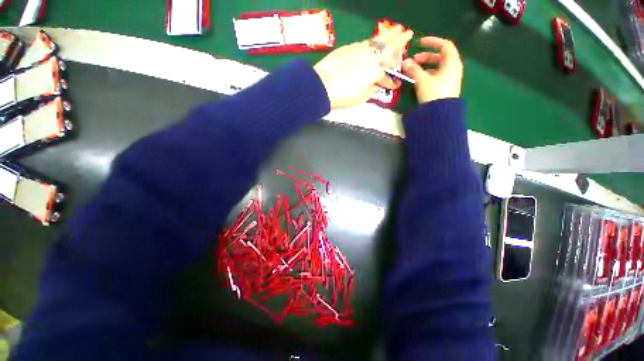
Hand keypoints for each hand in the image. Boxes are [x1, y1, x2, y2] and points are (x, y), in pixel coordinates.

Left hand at [314, 26, 412, 108]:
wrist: (321, 85)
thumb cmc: (343, 95)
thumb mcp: (361, 98)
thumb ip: (372, 89)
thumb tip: (377, 84)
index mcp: (376, 71)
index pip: (386, 77)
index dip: (391, 82)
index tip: (394, 86)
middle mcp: (371, 56)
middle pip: (389, 47)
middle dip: (400, 41)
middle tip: (408, 33)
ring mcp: (360, 49)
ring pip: (378, 40)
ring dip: (389, 35)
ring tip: (397, 30)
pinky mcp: (349, 47)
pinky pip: (366, 42)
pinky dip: (374, 40)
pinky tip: (376, 41)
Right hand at [402, 37, 462, 103]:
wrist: (440, 114)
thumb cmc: (434, 93)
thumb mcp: (422, 80)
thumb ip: (413, 70)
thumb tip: (405, 62)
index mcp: (451, 62)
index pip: (445, 45)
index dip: (432, 41)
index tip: (420, 43)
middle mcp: (453, 68)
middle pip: (439, 57)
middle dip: (425, 57)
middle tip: (412, 61)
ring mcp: (449, 78)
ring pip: (437, 67)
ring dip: (424, 66)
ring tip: (413, 71)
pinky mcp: (445, 87)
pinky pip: (436, 76)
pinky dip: (427, 74)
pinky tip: (418, 80)